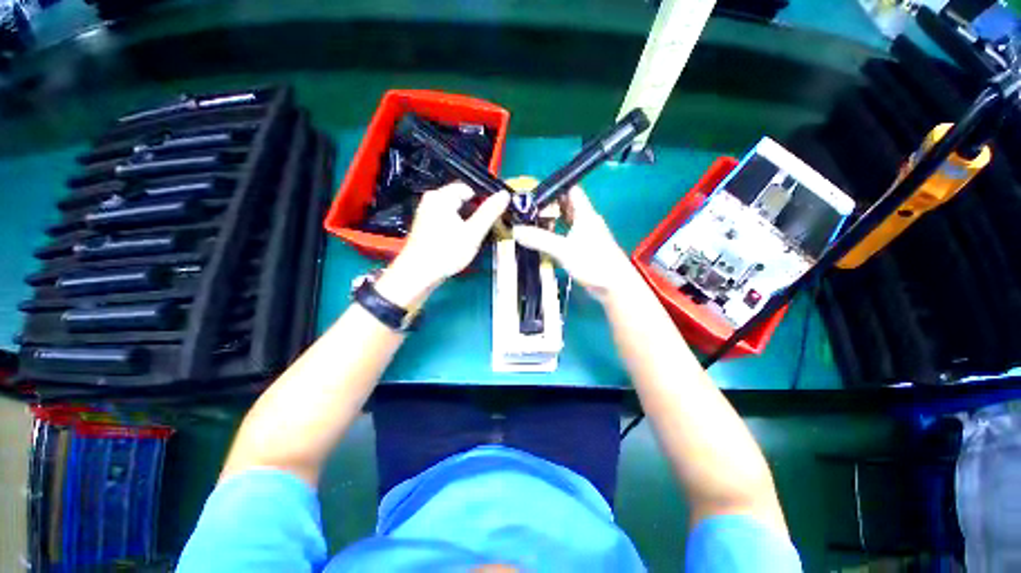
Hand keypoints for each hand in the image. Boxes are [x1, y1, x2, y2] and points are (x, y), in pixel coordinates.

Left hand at [376, 182, 509, 306]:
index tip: (494, 216)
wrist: (419, 274)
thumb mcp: (473, 233)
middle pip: (462, 199)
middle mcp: (432, 200)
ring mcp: (427, 212)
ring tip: (475, 236)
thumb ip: (490, 212)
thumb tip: (504, 195)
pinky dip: (458, 226)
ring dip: (468, 221)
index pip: (470, 188)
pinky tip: (462, 240)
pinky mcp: (427, 225)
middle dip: (476, 212)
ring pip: (456, 211)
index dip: (485, 200)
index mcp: (441, 196)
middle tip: (485, 229)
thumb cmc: (446, 252)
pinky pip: (448, 219)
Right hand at [512, 186, 636, 300]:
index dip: (555, 188)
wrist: (614, 286)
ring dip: (552, 221)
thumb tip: (516, 231)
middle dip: (549, 205)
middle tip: (529, 209)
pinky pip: (567, 236)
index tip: (535, 192)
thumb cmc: (593, 262)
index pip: (571, 190)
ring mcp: (586, 236)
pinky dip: (555, 235)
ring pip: (567, 222)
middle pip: (567, 206)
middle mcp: (586, 221)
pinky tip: (544, 241)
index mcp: (585, 214)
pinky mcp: (584, 249)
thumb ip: (539, 239)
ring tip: (533, 223)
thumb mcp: (563, 249)